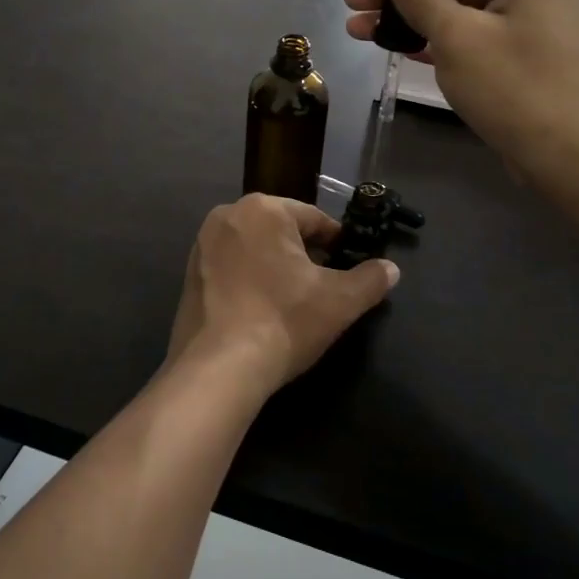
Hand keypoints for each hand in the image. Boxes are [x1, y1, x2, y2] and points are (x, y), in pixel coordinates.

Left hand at [164, 194, 398, 402]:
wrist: (218, 369)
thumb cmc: (284, 321)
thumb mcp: (340, 302)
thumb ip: (370, 280)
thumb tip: (391, 269)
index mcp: (263, 209)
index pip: (314, 219)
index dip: (337, 243)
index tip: (350, 266)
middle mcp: (227, 216)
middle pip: (281, 231)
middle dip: (304, 254)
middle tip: (324, 286)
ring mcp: (202, 245)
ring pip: (255, 249)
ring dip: (276, 267)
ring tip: (294, 301)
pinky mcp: (188, 275)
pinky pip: (231, 268)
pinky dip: (250, 281)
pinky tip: (263, 310)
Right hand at [343, 0, 578, 186]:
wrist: (570, 157)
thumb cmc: (515, 89)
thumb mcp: (458, 38)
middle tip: (354, 11)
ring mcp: (533, 21)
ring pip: (463, 8)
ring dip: (414, 19)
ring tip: (363, 32)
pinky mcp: (525, 54)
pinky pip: (475, 34)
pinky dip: (439, 39)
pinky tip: (401, 47)